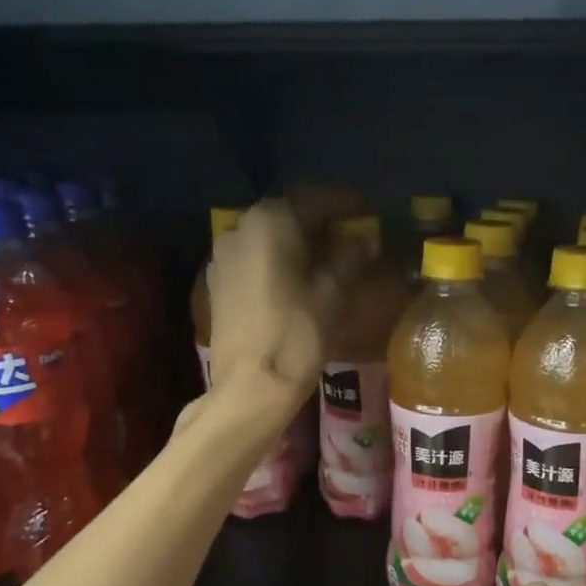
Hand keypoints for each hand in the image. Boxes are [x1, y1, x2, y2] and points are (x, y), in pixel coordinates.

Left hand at [206, 198, 350, 420]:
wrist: (250, 387)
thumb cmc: (297, 334)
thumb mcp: (333, 293)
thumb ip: (350, 257)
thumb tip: (364, 240)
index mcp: (271, 220)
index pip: (316, 199)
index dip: (347, 205)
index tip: (369, 214)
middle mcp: (240, 227)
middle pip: (289, 215)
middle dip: (321, 224)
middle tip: (351, 240)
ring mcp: (223, 255)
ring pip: (269, 237)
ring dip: (298, 243)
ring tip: (326, 262)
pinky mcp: (217, 282)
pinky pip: (253, 259)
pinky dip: (277, 262)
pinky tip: (296, 281)